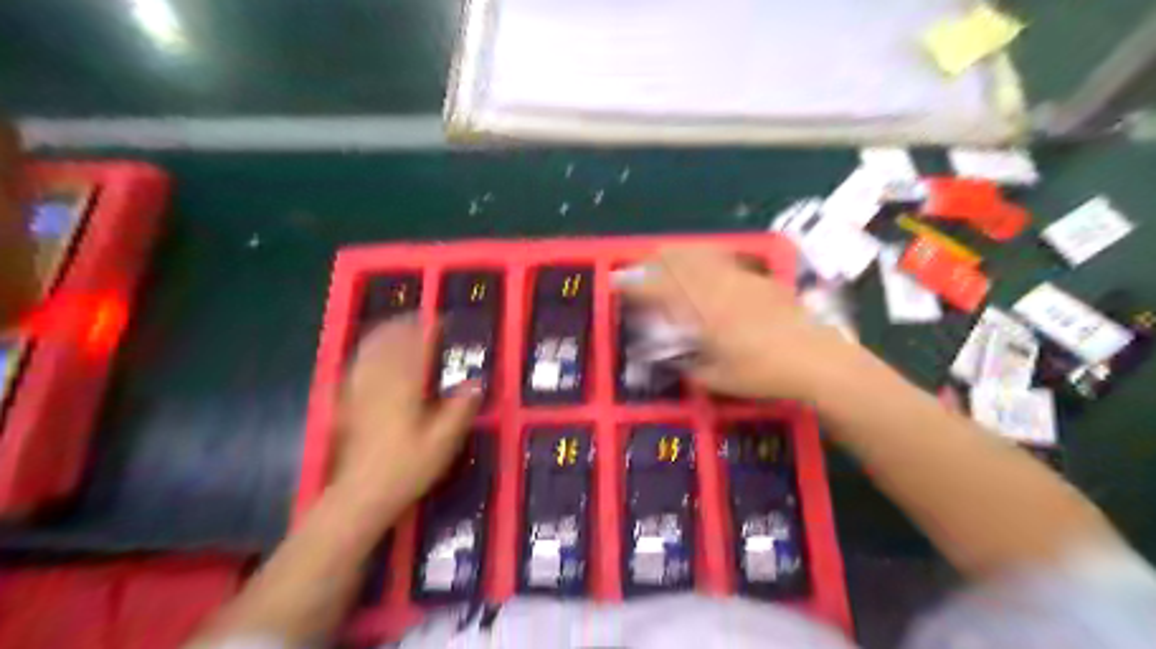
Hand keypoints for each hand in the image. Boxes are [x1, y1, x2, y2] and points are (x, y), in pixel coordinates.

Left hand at [334, 316, 478, 511]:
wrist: (361, 494)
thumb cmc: (407, 467)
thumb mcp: (444, 441)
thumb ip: (461, 408)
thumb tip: (476, 382)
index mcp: (405, 386)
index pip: (417, 346)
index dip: (429, 329)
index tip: (441, 319)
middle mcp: (380, 381)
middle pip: (390, 342)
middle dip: (405, 325)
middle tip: (421, 319)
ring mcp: (359, 390)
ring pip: (370, 350)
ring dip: (385, 334)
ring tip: (398, 326)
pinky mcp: (346, 401)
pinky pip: (355, 366)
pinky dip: (365, 352)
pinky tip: (370, 353)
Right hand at [619, 245, 852, 399]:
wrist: (816, 358)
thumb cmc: (763, 374)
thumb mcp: (718, 379)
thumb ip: (691, 366)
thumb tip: (676, 358)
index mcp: (702, 314)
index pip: (660, 291)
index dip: (636, 285)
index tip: (618, 281)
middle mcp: (717, 290)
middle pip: (679, 264)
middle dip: (654, 261)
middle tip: (640, 262)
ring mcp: (740, 280)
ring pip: (701, 256)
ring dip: (678, 253)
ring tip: (665, 252)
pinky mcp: (759, 279)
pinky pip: (725, 260)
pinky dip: (707, 256)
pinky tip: (705, 257)